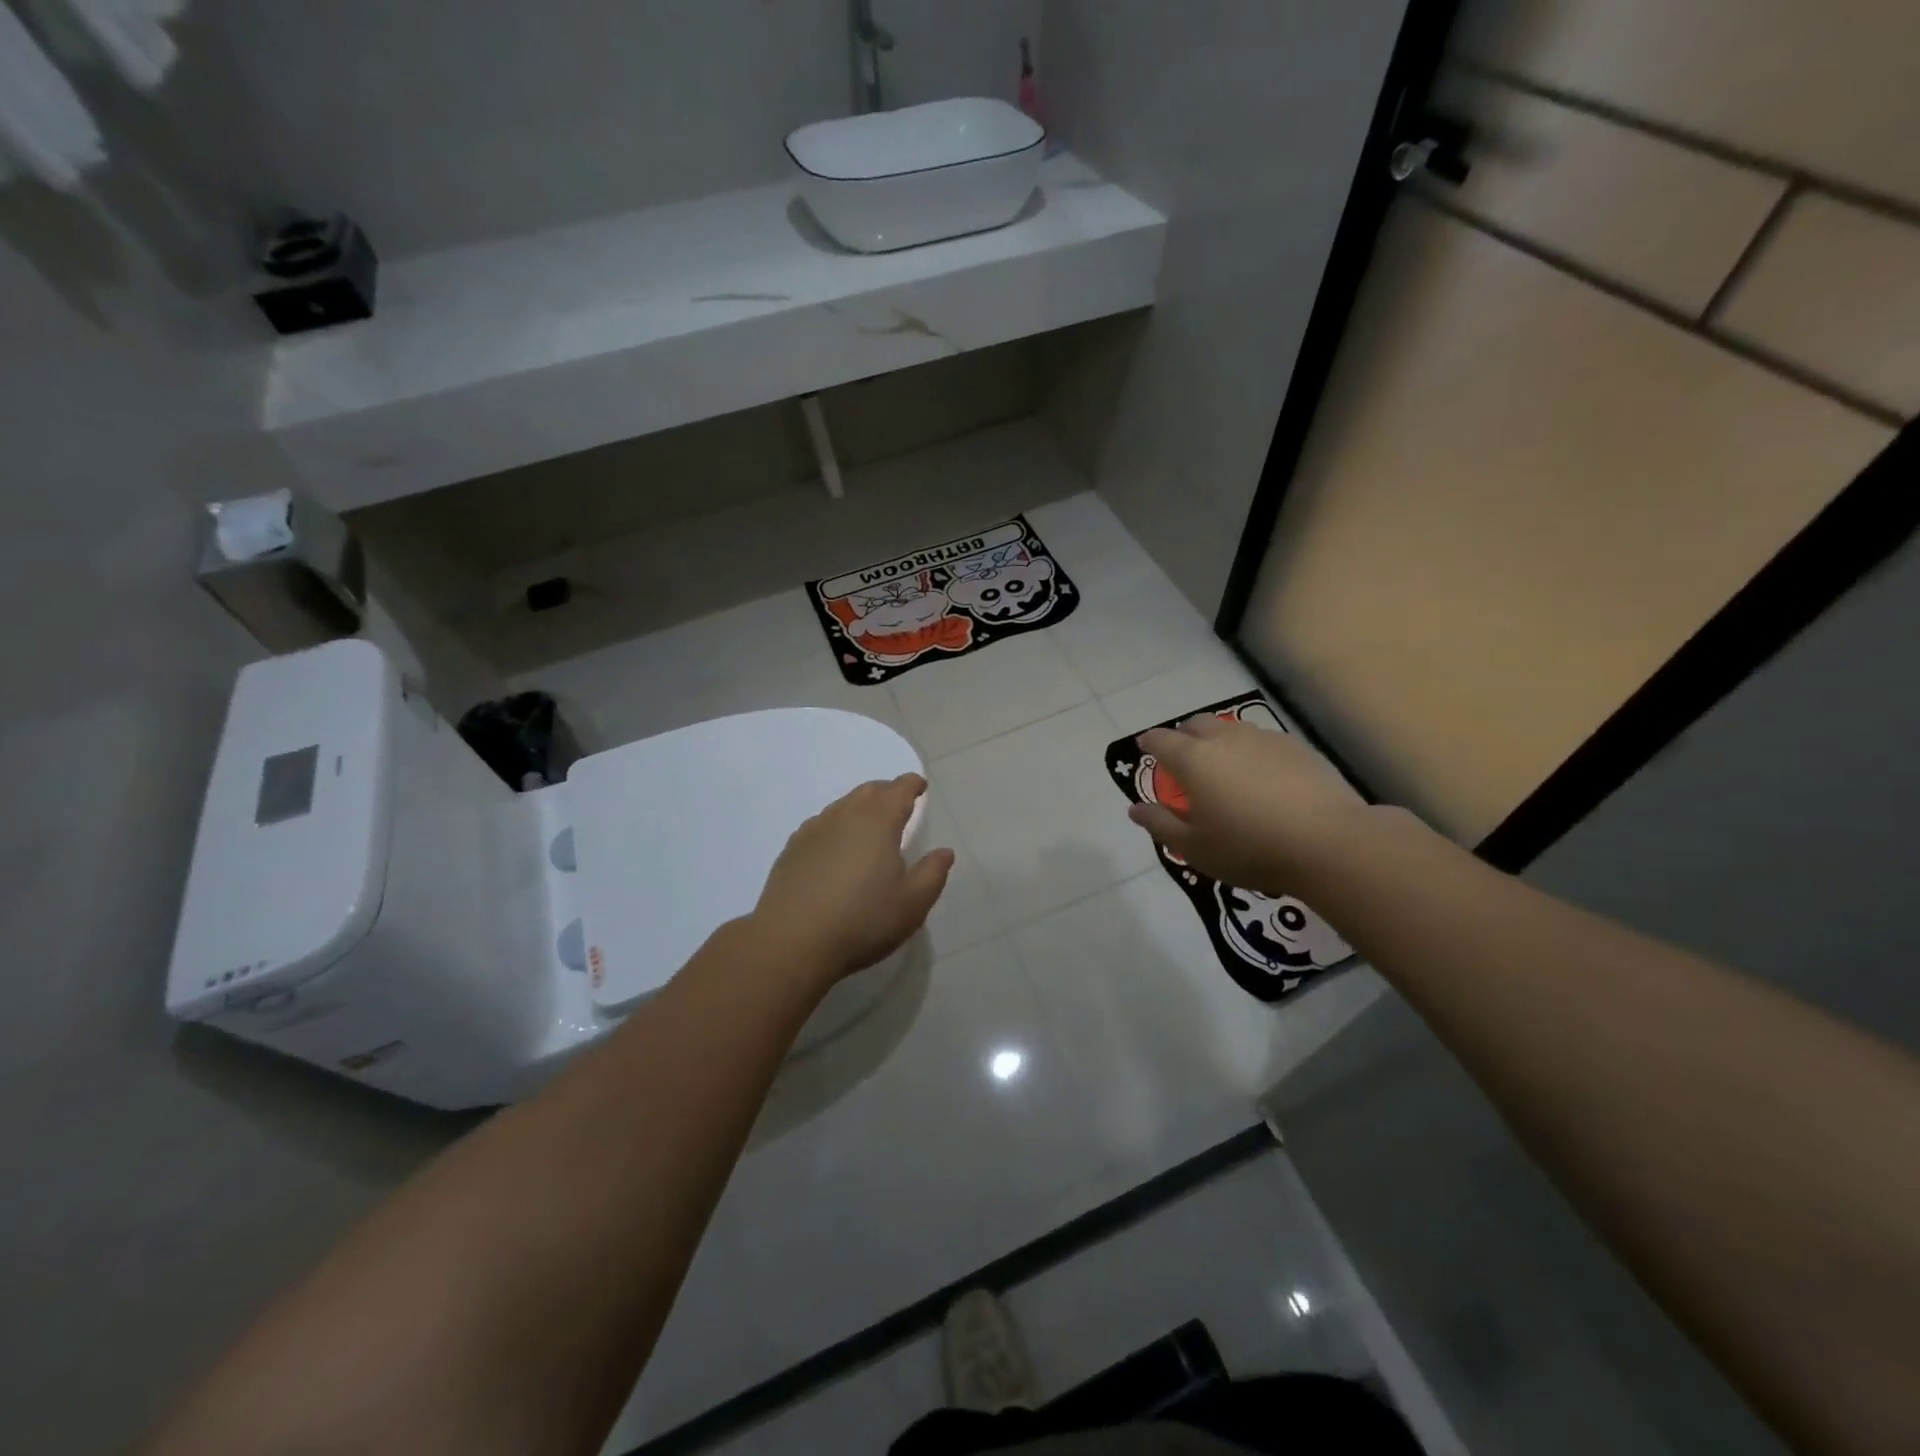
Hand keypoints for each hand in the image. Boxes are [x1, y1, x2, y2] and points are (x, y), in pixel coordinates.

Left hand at [751, 774, 953, 985]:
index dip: (912, 785)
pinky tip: (836, 847)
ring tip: (869, 826)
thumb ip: (932, 873)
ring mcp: (814, 829)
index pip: (899, 789)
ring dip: (860, 807)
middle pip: (869, 791)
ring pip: (842, 805)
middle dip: (887, 791)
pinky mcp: (792, 848)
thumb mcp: (912, 904)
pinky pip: (821, 824)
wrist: (792, 941)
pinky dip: (836, 826)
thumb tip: (944, 852)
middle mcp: (845, 815)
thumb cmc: (862, 921)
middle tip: (899, 803)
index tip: (920, 786)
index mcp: (879, 821)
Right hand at [1128, 716, 1373, 896]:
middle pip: (1196, 724)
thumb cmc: (1249, 848)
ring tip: (1225, 771)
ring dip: (1219, 743)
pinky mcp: (1297, 748)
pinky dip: (1252, 753)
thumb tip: (1135, 808)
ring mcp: (1264, 739)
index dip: (1148, 744)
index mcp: (1193, 760)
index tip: (1145, 750)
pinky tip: (1263, 780)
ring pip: (1231, 730)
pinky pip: (1263, 742)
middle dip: (1183, 736)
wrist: (1330, 843)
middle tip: (1185, 762)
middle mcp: (1224, 739)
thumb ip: (1160, 824)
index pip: (1160, 740)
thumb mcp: (1194, 848)